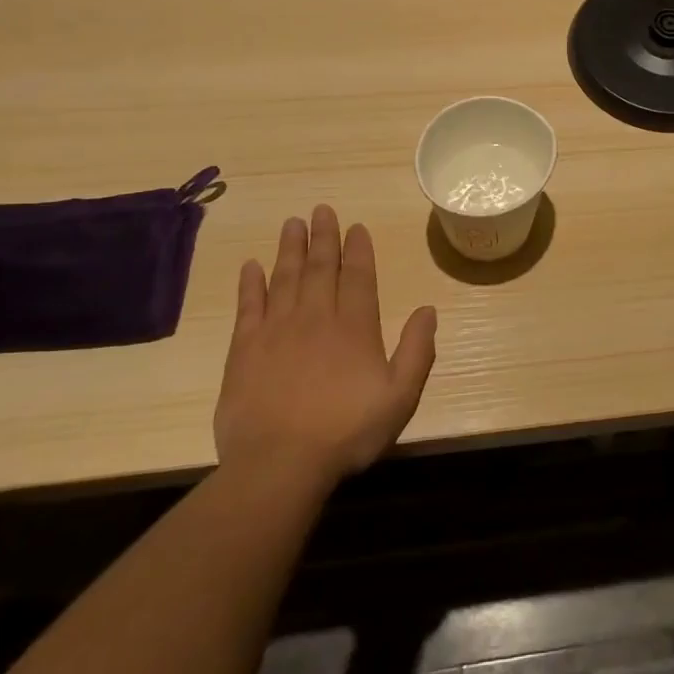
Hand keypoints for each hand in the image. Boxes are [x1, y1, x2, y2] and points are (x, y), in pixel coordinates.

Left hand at [215, 205, 437, 487]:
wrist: (279, 464)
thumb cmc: (347, 432)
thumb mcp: (400, 397)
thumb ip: (417, 351)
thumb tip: (428, 309)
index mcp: (354, 327)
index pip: (358, 277)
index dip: (358, 250)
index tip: (356, 227)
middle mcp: (316, 317)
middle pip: (320, 268)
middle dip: (323, 237)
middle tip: (321, 209)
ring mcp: (277, 330)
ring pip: (285, 278)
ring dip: (290, 249)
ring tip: (292, 223)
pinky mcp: (244, 349)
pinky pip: (248, 306)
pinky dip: (250, 283)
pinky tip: (252, 265)